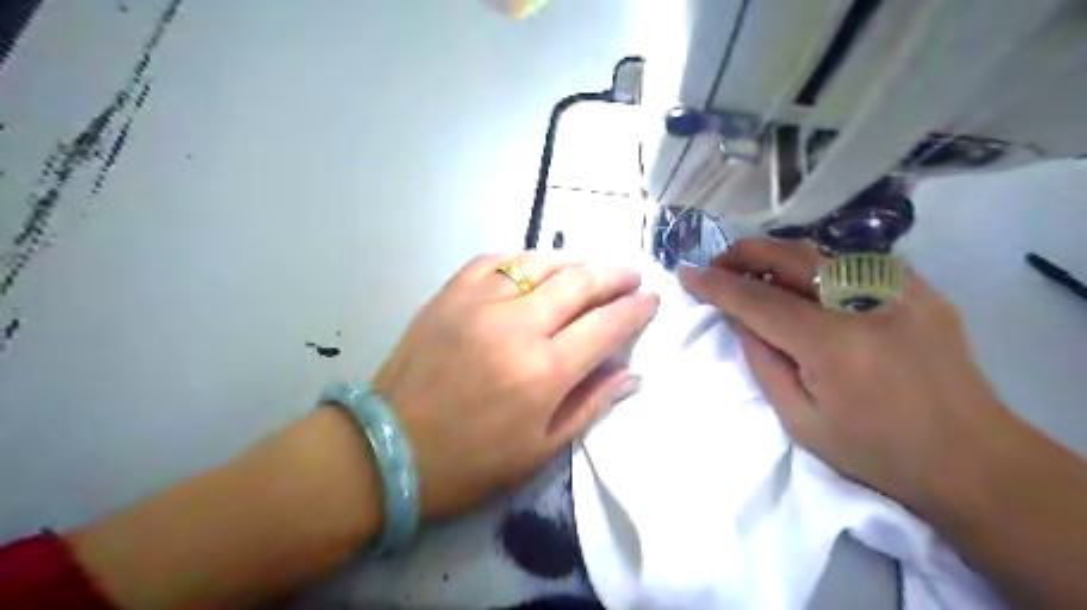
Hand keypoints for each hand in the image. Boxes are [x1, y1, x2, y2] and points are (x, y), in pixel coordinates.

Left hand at [370, 251, 658, 517]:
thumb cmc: (471, 461)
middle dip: (614, 275)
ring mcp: (479, 303)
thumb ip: (591, 404)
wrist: (389, 449)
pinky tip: (534, 269)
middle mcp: (517, 326)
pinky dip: (524, 260)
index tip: (651, 300)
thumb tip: (630, 372)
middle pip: (580, 283)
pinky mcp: (450, 294)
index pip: (607, 326)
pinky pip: (496, 260)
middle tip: (631, 275)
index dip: (636, 309)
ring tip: (588, 271)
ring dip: (574, 262)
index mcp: (544, 372)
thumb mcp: (540, 449)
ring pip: (541, 263)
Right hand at [677, 238, 1010, 510]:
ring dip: (776, 258)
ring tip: (753, 274)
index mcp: (833, 344)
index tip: (687, 273)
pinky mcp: (920, 289)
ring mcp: (900, 289)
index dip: (717, 284)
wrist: (972, 458)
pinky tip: (805, 287)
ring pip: (820, 252)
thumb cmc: (876, 451)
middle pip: (790, 256)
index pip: (758, 300)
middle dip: (744, 254)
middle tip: (718, 265)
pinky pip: (852, 264)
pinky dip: (816, 268)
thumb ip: (762, 360)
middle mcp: (866, 302)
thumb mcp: (800, 419)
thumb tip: (737, 317)